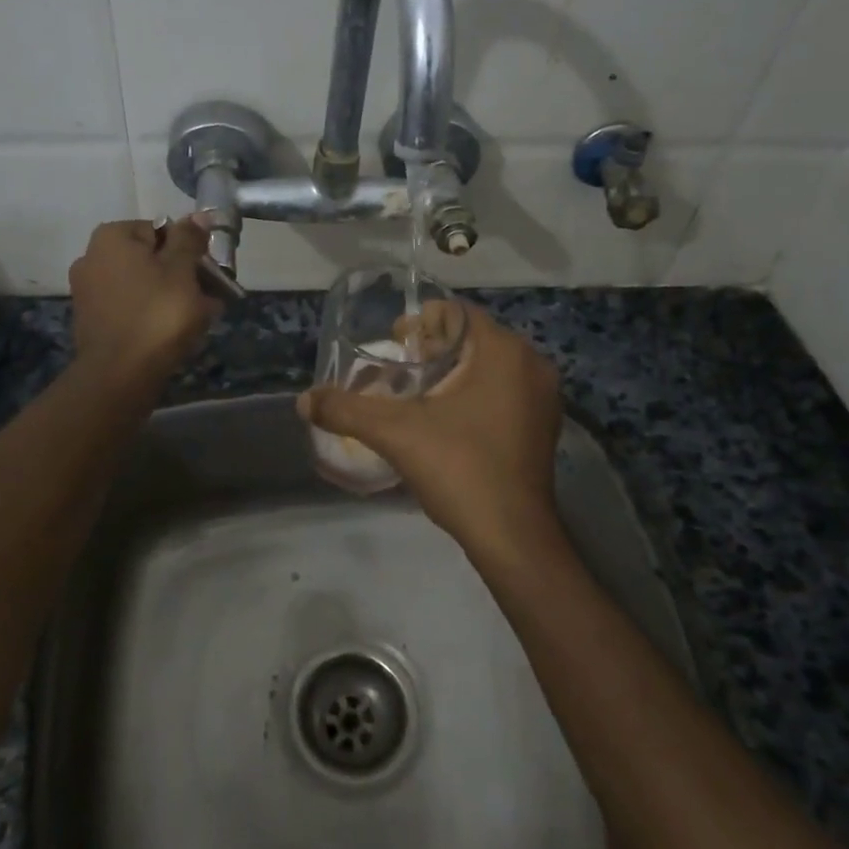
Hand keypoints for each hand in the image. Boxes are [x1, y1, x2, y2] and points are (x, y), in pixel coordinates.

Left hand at [69, 218, 220, 384]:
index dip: (189, 250)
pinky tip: (175, 333)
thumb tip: (199, 215)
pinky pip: (131, 307)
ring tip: (200, 319)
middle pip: (151, 258)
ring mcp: (89, 291)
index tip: (208, 273)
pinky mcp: (92, 320)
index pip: (161, 229)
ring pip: (143, 284)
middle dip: (182, 276)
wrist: (120, 375)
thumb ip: (190, 240)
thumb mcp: (182, 271)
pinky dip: (152, 314)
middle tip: (210, 298)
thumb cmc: (157, 315)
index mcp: (112, 237)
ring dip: (172, 296)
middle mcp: (92, 257)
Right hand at [298, 303, 564, 559]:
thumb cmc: (460, 470)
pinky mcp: (544, 424)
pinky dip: (475, 393)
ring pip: (489, 365)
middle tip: (398, 371)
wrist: (512, 536)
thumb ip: (347, 410)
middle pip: (472, 337)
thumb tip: (304, 400)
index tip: (393, 345)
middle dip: (433, 348)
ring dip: (453, 372)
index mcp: (503, 351)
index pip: (456, 312)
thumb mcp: (396, 434)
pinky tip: (448, 420)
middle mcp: (531, 364)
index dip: (419, 322)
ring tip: (417, 395)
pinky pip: (504, 390)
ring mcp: (543, 396)